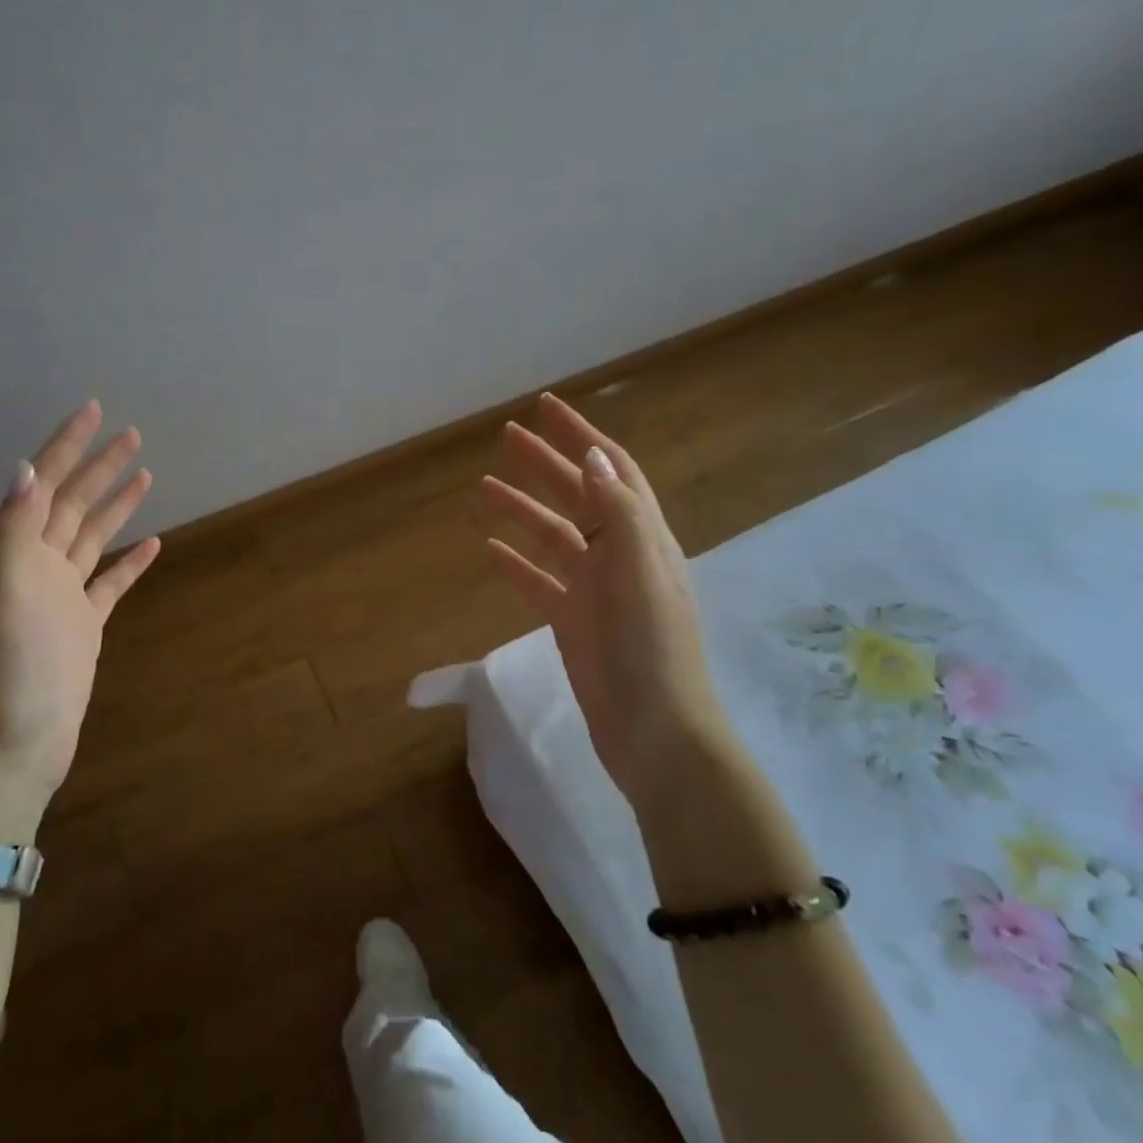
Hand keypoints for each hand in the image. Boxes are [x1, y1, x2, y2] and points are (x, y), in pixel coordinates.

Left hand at [0, 400, 160, 808]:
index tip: (94, 411)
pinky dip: (132, 561)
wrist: (18, 737)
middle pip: (74, 503)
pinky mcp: (86, 623)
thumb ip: (15, 528)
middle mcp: (40, 565)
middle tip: (132, 433)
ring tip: (143, 474)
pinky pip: (112, 582)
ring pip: (94, 536)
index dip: (68, 446)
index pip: (47, 485)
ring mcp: (65, 594)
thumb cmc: (12, 664)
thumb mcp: (7, 589)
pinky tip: (151, 544)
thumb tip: (26, 467)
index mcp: (19, 551)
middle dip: (100, 466)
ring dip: (116, 504)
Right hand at [481, 394, 736, 809]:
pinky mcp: (573, 621)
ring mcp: (594, 590)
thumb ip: (619, 516)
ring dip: (523, 508)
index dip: (583, 436)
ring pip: (553, 535)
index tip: (548, 407)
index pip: (613, 471)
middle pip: (578, 495)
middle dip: (546, 462)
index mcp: (642, 539)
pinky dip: (516, 562)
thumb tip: (592, 457)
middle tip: (507, 436)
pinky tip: (490, 550)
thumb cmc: (653, 653)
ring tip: (486, 486)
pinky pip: (539, 581)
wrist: (656, 735)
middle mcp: (619, 556)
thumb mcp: (641, 577)